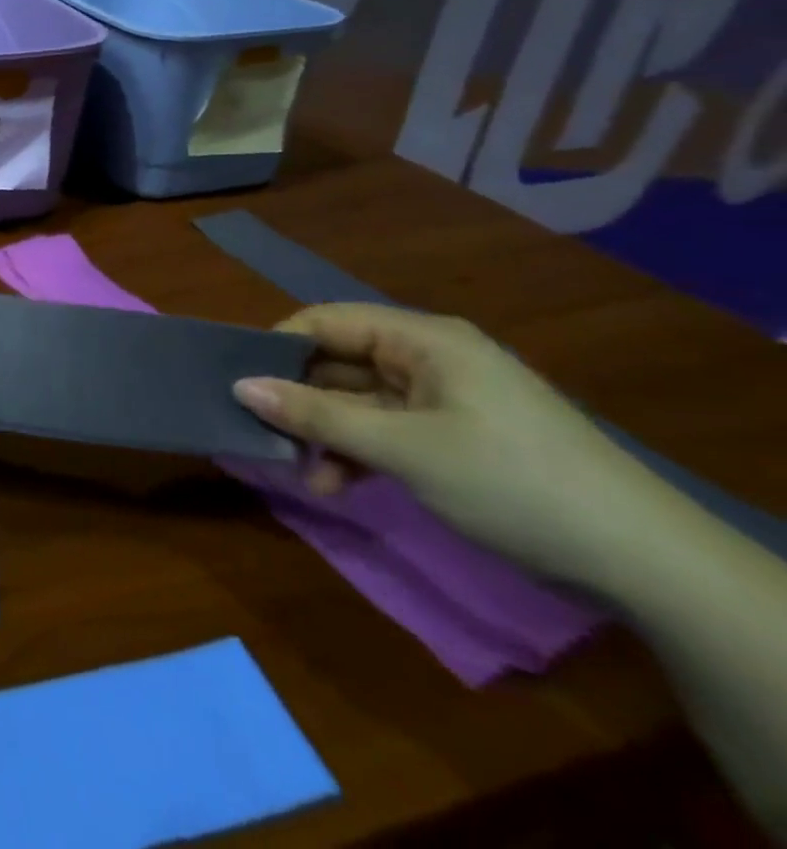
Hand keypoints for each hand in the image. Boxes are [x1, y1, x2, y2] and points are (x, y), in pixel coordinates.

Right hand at [232, 303, 658, 582]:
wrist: (641, 561)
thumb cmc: (509, 480)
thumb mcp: (402, 448)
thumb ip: (317, 415)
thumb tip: (240, 386)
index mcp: (421, 339)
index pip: (327, 322)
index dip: (279, 347)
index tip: (240, 382)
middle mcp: (429, 358)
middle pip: (340, 364)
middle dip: (301, 401)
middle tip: (265, 437)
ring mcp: (444, 400)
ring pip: (360, 403)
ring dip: (328, 435)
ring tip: (305, 475)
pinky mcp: (455, 439)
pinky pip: (387, 432)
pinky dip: (359, 454)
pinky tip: (339, 485)